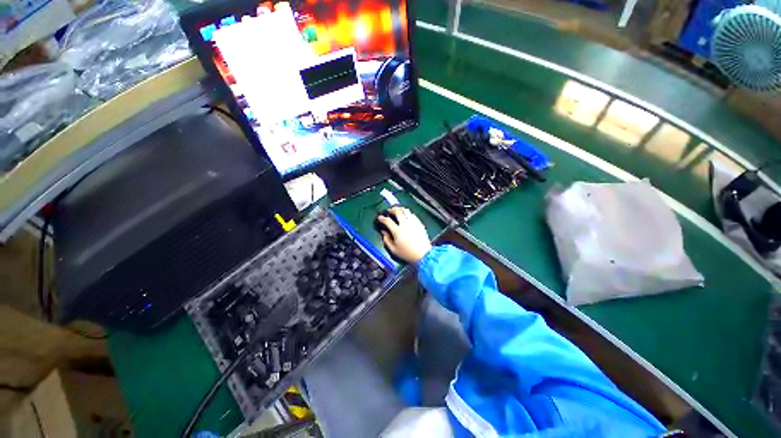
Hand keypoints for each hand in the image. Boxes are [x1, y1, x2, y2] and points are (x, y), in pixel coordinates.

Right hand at [377, 207, 431, 263]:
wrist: (423, 255)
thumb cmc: (408, 254)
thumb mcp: (394, 250)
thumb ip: (387, 240)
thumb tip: (384, 233)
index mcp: (398, 231)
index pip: (387, 221)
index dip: (382, 218)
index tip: (380, 218)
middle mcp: (406, 225)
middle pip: (398, 211)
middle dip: (392, 209)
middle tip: (389, 211)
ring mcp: (413, 224)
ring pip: (406, 211)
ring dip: (401, 209)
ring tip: (398, 210)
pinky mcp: (419, 224)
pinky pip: (413, 215)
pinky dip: (408, 214)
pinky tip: (407, 216)